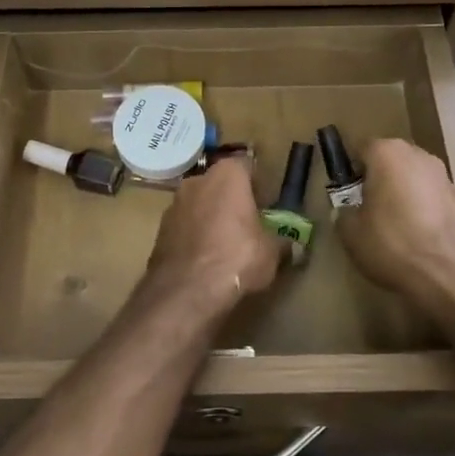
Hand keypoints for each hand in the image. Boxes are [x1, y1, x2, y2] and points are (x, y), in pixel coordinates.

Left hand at [146, 156, 284, 318]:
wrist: (186, 290)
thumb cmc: (237, 257)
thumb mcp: (271, 252)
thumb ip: (282, 243)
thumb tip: (294, 246)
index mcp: (227, 175)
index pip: (246, 165)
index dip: (257, 183)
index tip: (266, 202)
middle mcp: (197, 180)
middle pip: (220, 183)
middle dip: (232, 199)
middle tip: (248, 222)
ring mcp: (174, 203)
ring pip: (199, 203)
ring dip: (211, 216)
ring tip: (225, 243)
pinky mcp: (160, 228)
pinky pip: (185, 224)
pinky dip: (194, 234)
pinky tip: (205, 257)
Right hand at [335, 140, 454, 315]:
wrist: (450, 274)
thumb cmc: (393, 243)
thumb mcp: (350, 232)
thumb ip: (344, 213)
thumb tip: (348, 211)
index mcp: (387, 153)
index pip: (361, 148)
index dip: (350, 170)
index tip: (345, 193)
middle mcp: (418, 155)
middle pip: (389, 160)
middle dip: (377, 179)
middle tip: (366, 209)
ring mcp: (443, 176)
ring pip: (411, 178)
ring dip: (400, 194)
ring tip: (391, 226)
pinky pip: (430, 197)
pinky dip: (421, 209)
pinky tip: (415, 236)